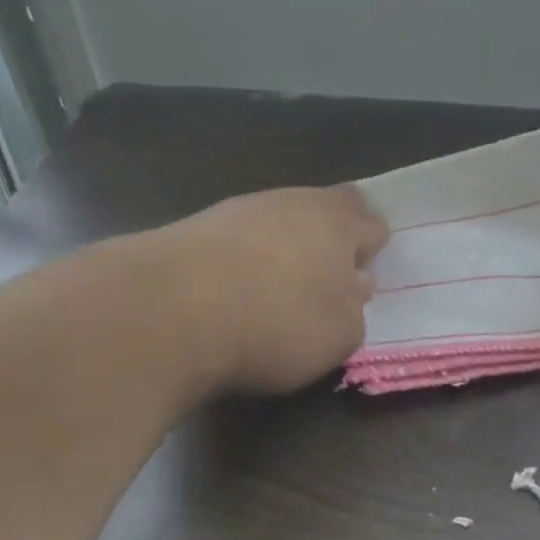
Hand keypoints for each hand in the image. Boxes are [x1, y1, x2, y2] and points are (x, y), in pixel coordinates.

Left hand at [147, 185, 388, 393]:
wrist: (166, 313)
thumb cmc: (276, 323)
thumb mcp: (340, 336)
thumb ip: (353, 310)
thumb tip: (349, 290)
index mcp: (336, 222)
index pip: (370, 221)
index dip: (372, 246)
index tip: (364, 274)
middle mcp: (289, 202)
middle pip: (320, 210)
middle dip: (328, 239)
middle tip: (326, 279)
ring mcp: (236, 211)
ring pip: (276, 223)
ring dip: (283, 251)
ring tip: (277, 293)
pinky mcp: (192, 229)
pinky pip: (236, 242)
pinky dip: (243, 263)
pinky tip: (236, 295)